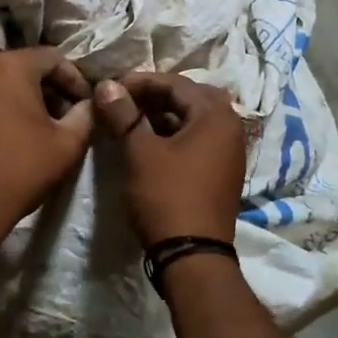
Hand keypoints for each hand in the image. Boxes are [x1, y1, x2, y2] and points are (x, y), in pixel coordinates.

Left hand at [0, 47, 94, 259]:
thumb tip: (86, 104)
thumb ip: (84, 115)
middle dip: (40, 87)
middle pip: (17, 67)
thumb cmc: (18, 173)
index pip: (52, 58)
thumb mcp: (67, 146)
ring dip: (8, 98)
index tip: (82, 103)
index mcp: (9, 66)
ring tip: (21, 127)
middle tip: (56, 115)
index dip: (73, 79)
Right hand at [95, 72, 247, 245]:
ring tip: (131, 119)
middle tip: (124, 100)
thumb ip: (124, 115)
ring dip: (163, 115)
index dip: (142, 81)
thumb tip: (107, 85)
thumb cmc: (167, 195)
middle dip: (155, 95)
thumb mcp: (140, 152)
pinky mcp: (221, 173)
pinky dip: (173, 135)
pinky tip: (149, 142)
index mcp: (216, 116)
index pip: (177, 84)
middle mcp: (230, 129)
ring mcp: (229, 153)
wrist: (193, 256)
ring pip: (193, 120)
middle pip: (190, 98)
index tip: (112, 86)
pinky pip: (197, 140)